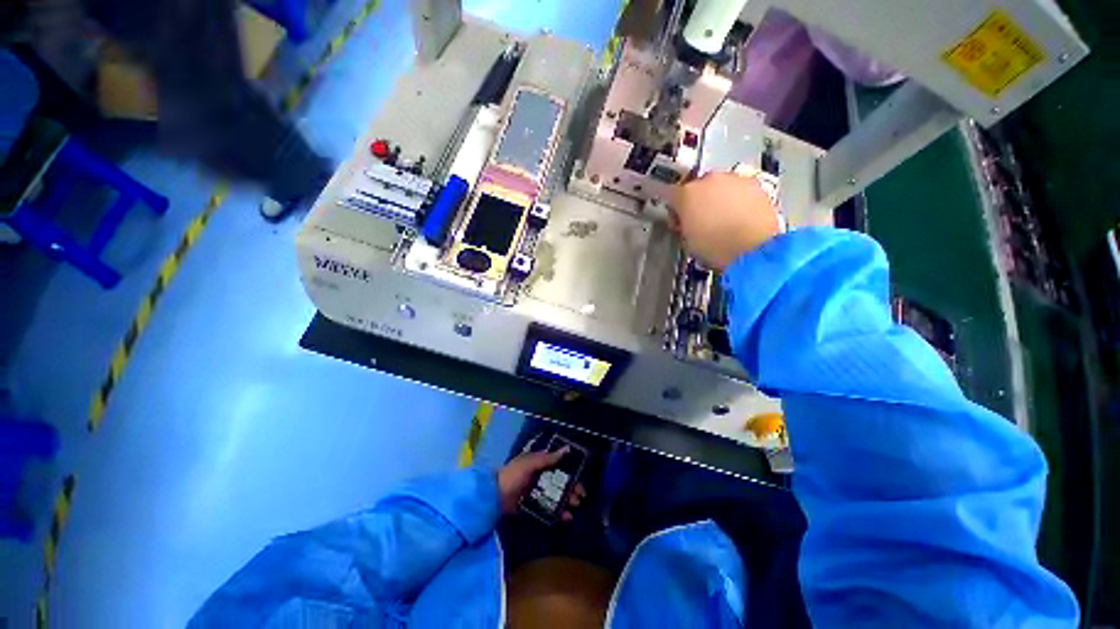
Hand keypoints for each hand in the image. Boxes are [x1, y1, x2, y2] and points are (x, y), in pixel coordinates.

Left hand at [498, 448, 585, 519]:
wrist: (495, 497)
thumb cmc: (513, 475)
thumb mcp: (530, 463)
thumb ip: (547, 458)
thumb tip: (567, 449)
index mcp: (540, 463)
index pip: (560, 466)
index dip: (571, 471)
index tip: (581, 478)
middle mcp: (541, 476)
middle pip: (561, 482)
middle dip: (572, 488)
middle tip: (580, 497)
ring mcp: (538, 492)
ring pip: (558, 495)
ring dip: (568, 500)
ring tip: (575, 506)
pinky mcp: (535, 506)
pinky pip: (550, 509)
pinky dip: (559, 512)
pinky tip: (567, 517)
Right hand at [671, 172, 781, 269]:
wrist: (754, 248)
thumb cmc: (714, 248)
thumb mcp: (687, 241)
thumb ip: (683, 224)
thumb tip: (687, 220)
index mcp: (686, 194)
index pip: (670, 194)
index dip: (673, 208)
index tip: (677, 220)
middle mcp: (708, 180)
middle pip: (697, 187)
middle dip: (697, 201)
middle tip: (701, 220)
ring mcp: (733, 179)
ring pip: (720, 185)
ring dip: (718, 198)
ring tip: (724, 219)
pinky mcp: (755, 184)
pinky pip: (739, 189)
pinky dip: (737, 199)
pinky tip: (740, 216)